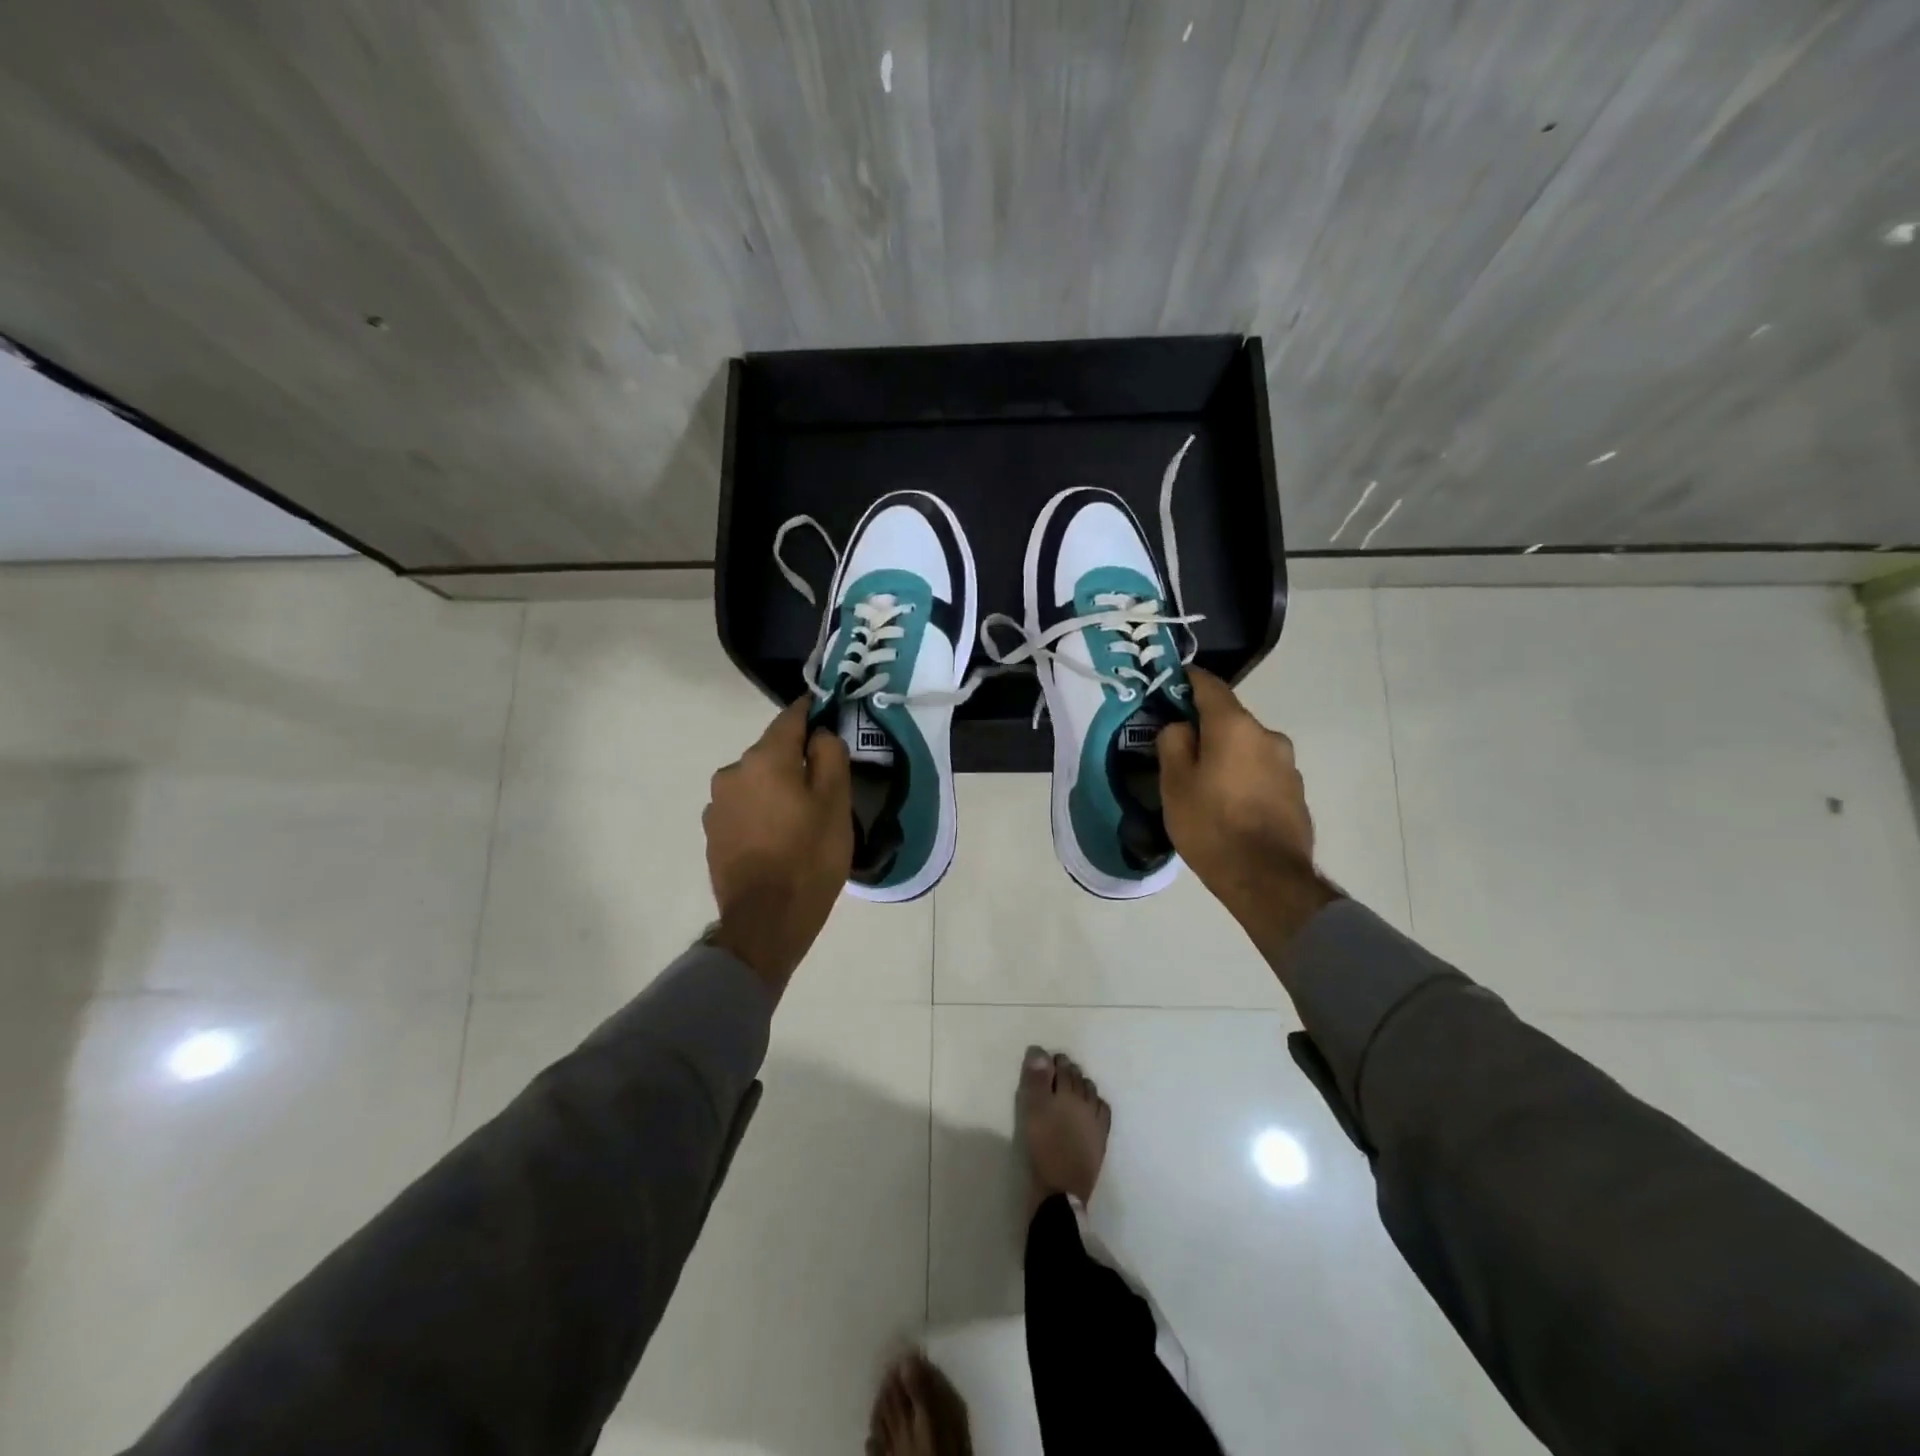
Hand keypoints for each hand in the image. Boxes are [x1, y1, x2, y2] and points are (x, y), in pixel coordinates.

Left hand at [704, 699, 852, 988]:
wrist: (765, 921)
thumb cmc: (809, 857)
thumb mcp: (836, 803)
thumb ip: (829, 755)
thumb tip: (818, 733)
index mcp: (764, 759)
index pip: (790, 717)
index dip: (812, 712)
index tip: (828, 712)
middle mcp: (733, 772)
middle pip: (772, 752)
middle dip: (796, 758)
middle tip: (825, 782)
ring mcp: (717, 804)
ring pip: (756, 781)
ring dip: (776, 787)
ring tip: (800, 816)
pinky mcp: (712, 833)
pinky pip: (744, 807)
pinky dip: (762, 811)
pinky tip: (778, 836)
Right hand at [1157, 668, 1337, 957]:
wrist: (1267, 879)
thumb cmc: (1211, 825)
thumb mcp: (1174, 783)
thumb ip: (1173, 742)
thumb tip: (1182, 727)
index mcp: (1235, 726)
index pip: (1209, 685)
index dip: (1187, 679)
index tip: (1171, 682)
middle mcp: (1268, 736)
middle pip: (1229, 720)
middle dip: (1205, 729)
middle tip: (1180, 752)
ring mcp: (1288, 765)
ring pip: (1247, 748)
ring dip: (1227, 756)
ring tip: (1205, 786)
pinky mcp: (1296, 793)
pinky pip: (1262, 773)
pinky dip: (1244, 778)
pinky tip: (1230, 806)